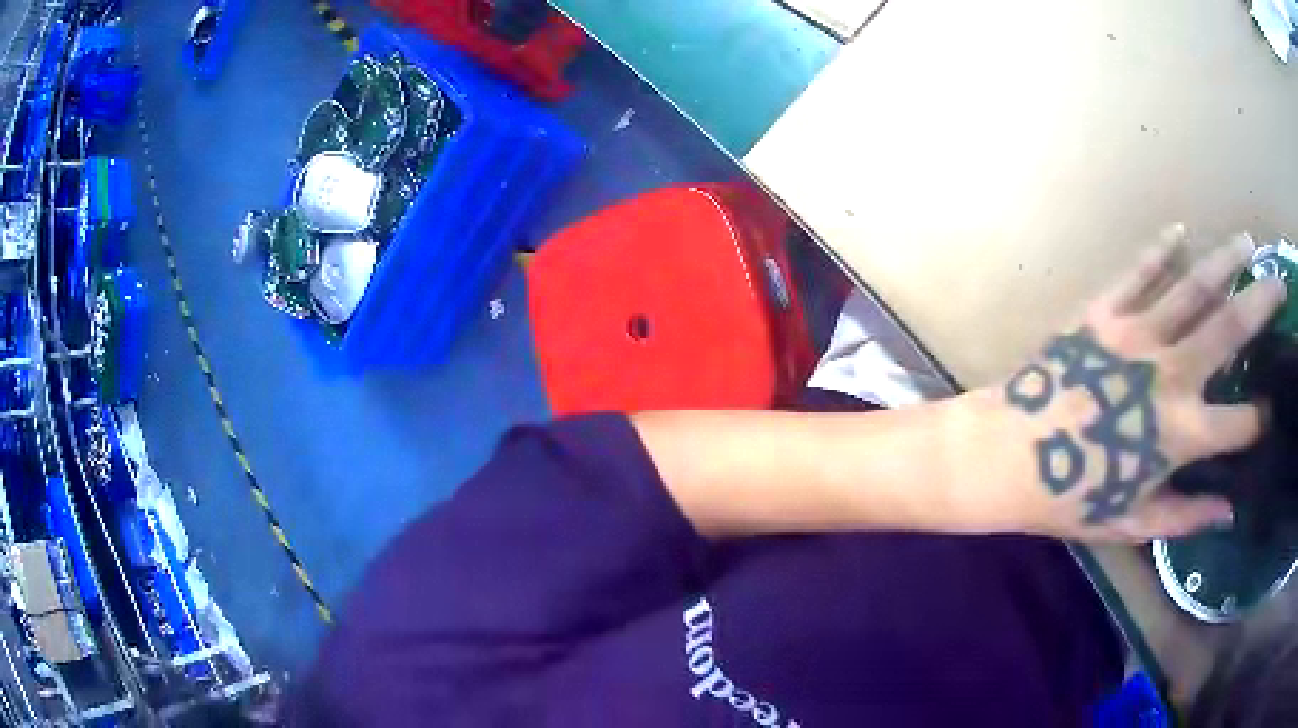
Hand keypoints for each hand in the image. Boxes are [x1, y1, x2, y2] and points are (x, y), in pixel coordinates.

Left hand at [991, 225, 1285, 542]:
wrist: (1007, 455)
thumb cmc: (1071, 498)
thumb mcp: (1133, 522)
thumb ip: (1186, 516)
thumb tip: (1229, 510)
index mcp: (1182, 434)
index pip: (1240, 425)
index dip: (1260, 420)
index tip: (1271, 413)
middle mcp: (1171, 374)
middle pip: (1230, 327)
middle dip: (1262, 303)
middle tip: (1280, 282)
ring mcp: (1137, 334)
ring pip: (1194, 285)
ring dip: (1225, 260)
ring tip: (1247, 242)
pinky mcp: (1103, 311)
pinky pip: (1140, 270)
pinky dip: (1161, 248)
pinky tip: (1180, 230)